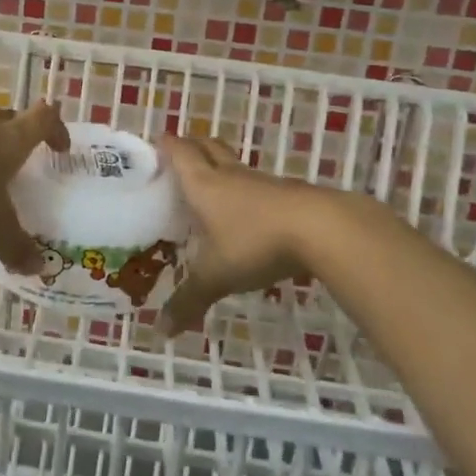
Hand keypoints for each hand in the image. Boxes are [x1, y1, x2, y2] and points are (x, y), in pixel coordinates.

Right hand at [159, 136, 330, 332]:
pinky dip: (245, 192)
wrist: (322, 229)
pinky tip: (246, 214)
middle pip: (208, 147)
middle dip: (192, 147)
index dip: (165, 145)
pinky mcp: (288, 194)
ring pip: (234, 166)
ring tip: (209, 189)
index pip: (179, 152)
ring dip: (220, 169)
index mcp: (203, 184)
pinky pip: (257, 186)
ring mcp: (262, 182)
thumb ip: (188, 301)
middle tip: (178, 158)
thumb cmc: (255, 242)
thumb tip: (161, 331)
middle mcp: (230, 175)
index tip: (153, 144)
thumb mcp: (216, 276)